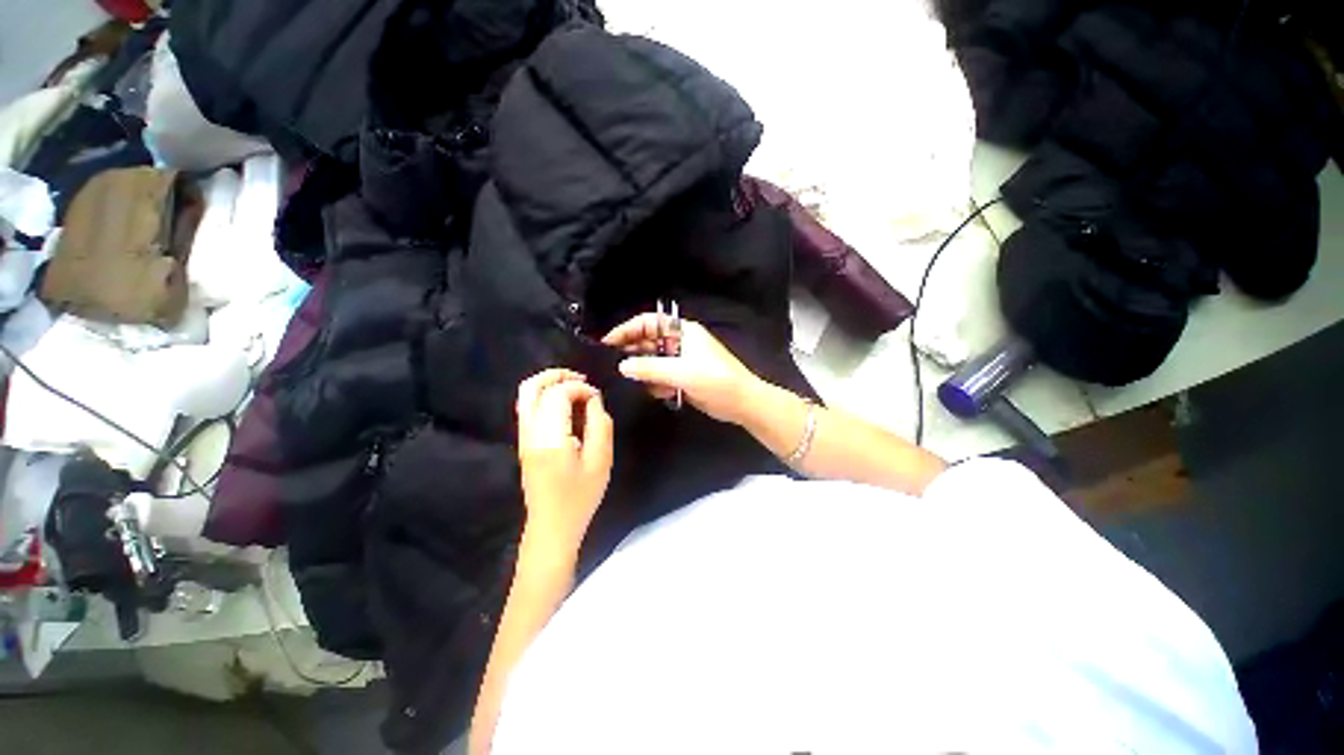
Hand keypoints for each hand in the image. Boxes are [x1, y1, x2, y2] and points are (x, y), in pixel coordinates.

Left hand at [515, 369, 613, 559]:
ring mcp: (523, 437)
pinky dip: (545, 395)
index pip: (558, 395)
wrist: (552, 527)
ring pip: (526, 395)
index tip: (596, 396)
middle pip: (531, 388)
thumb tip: (593, 400)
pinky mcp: (524, 442)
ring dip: (549, 383)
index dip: (579, 388)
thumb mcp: (601, 461)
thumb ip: (600, 425)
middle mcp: (530, 433)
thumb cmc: (581, 497)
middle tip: (581, 378)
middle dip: (557, 376)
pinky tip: (565, 403)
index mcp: (550, 438)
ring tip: (575, 386)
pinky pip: (528, 407)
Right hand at [603, 313, 763, 424]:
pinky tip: (659, 393)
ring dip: (644, 371)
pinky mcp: (683, 378)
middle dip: (632, 352)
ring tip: (635, 382)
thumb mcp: (681, 371)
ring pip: (653, 361)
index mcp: (682, 331)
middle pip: (648, 341)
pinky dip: (656, 384)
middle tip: (613, 366)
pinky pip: (661, 377)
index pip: (648, 322)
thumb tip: (622, 366)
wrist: (741, 403)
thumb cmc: (715, 379)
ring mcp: (681, 361)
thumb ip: (650, 368)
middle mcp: (679, 343)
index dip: (627, 329)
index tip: (608, 343)